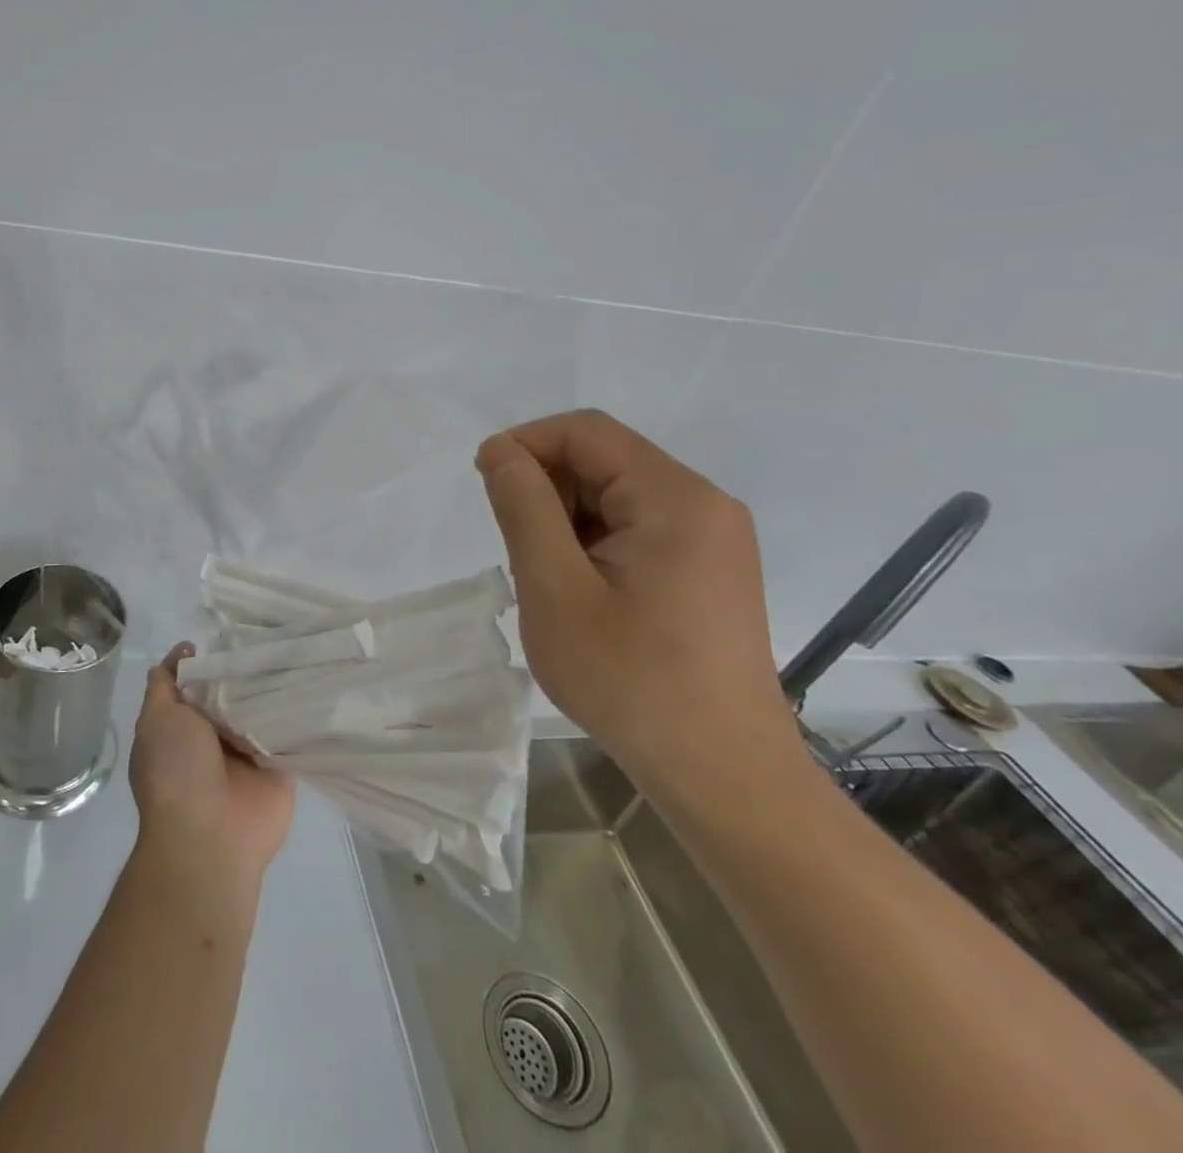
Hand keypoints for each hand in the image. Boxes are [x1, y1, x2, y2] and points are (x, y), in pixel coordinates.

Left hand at [129, 645, 295, 894]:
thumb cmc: (175, 770)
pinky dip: (298, 709)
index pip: (196, 680)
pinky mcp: (279, 764)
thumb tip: (182, 652)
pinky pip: (289, 730)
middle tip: (271, 634)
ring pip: (261, 706)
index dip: (208, 656)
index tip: (231, 631)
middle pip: (231, 690)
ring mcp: (248, 750)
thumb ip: (165, 685)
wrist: (210, 836)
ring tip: (297, 648)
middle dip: (244, 667)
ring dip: (274, 685)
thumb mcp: (156, 718)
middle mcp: (214, 735)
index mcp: (181, 724)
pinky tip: (315, 678)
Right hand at [474, 409, 800, 793]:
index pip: (586, 432)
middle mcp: (703, 504)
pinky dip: (594, 542)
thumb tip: (499, 450)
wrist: (722, 774)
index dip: (526, 444)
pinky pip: (638, 528)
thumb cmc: (630, 679)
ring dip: (567, 518)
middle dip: (547, 487)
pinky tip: (580, 591)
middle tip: (516, 548)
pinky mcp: (709, 570)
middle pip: (605, 460)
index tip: (484, 485)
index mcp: (674, 498)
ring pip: (617, 496)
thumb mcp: (555, 587)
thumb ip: (523, 507)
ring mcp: (713, 539)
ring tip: (547, 578)